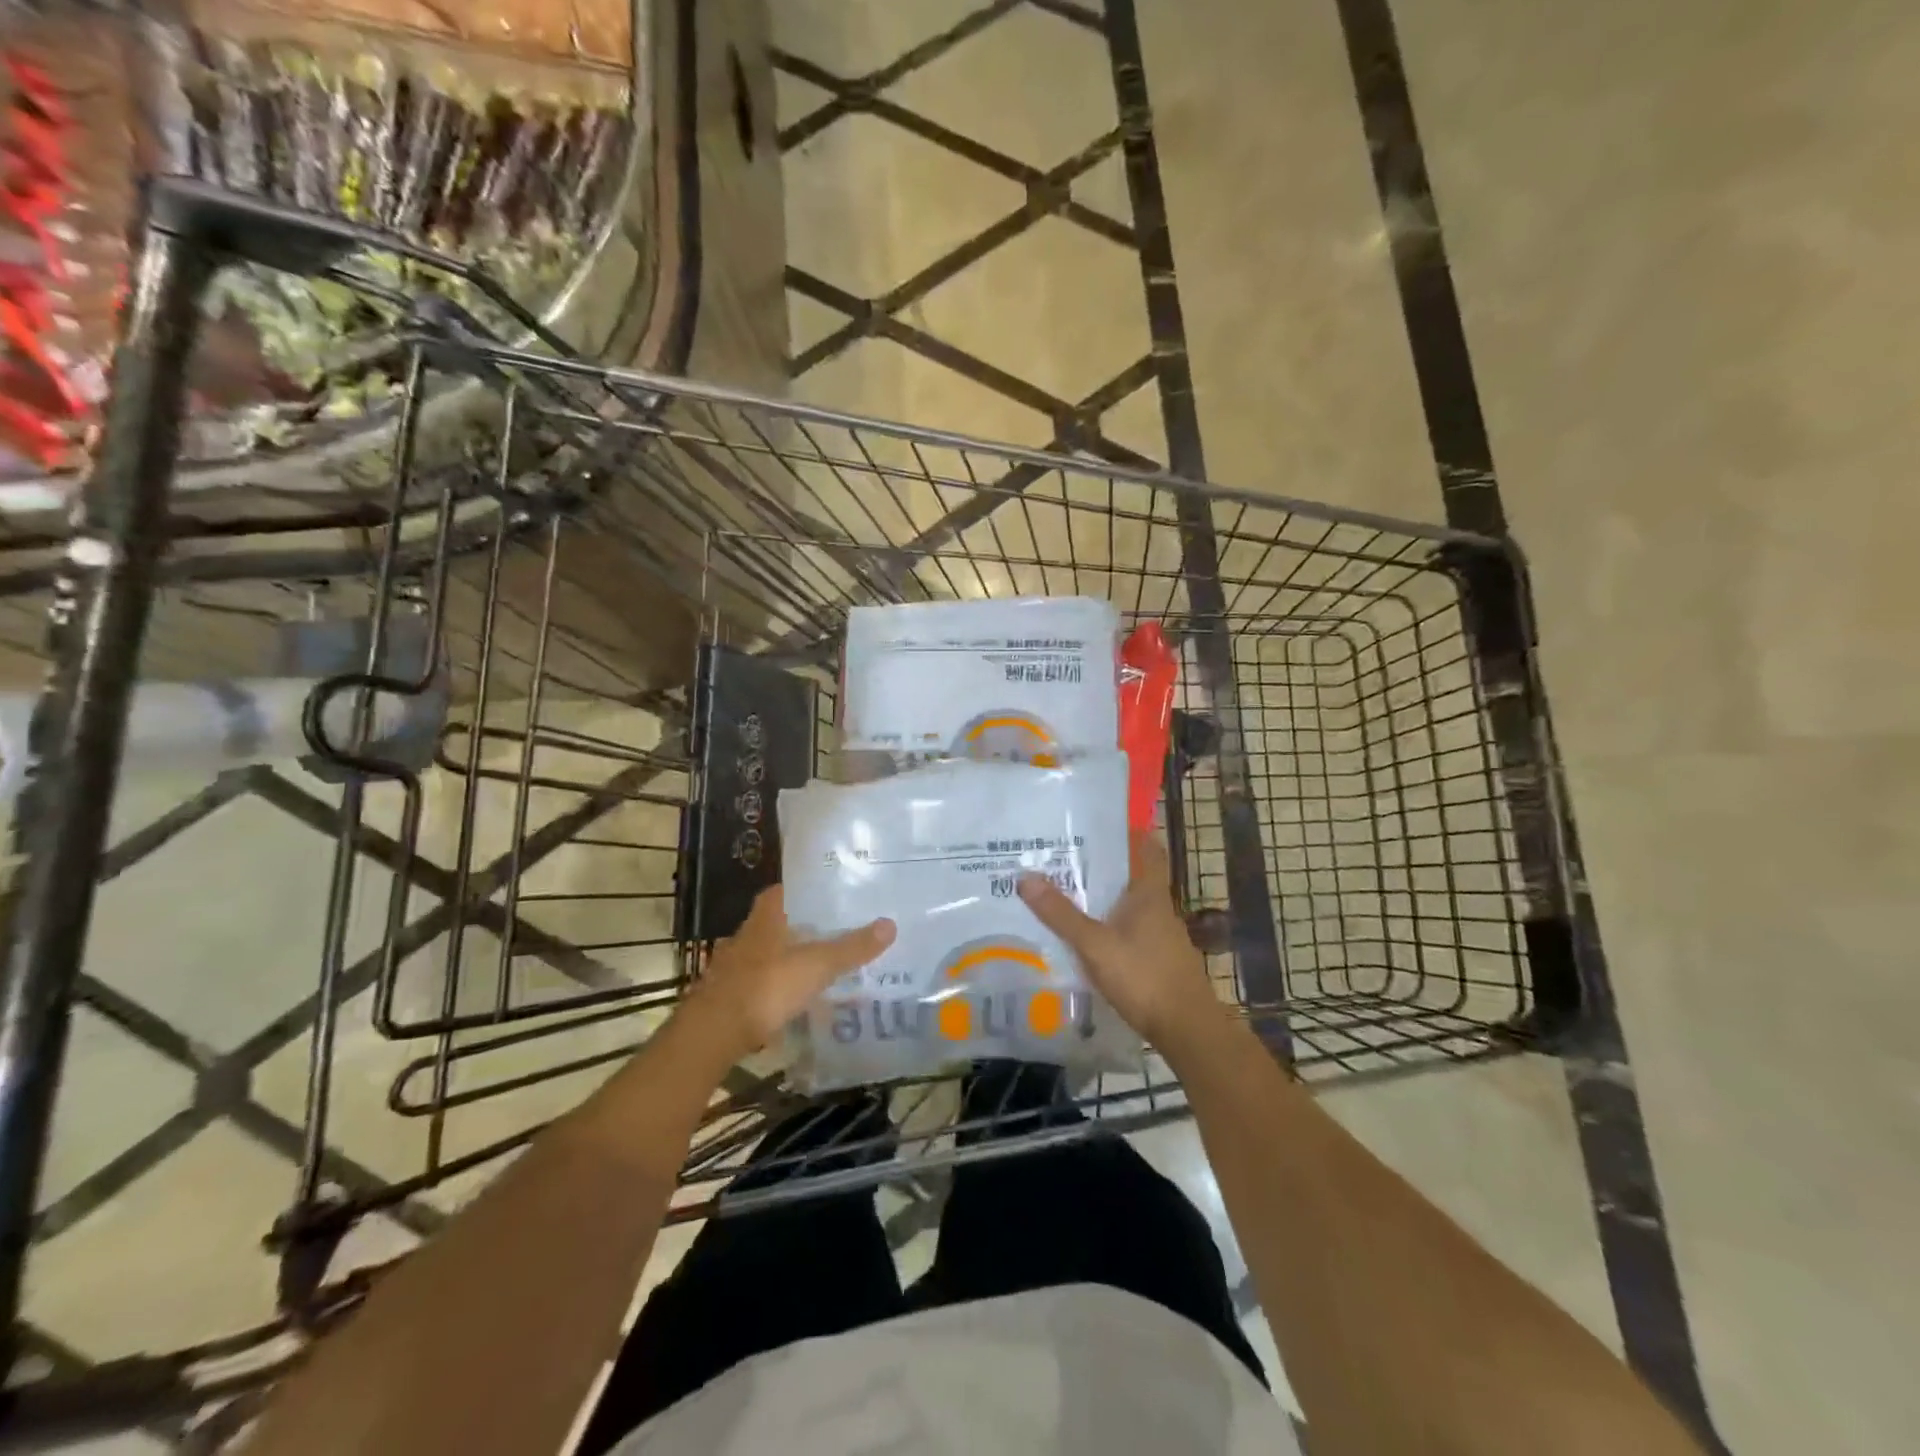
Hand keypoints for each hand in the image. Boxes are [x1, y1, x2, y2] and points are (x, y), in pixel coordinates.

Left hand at [685, 887, 894, 1056]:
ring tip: (821, 966)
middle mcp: (747, 934)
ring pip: (768, 953)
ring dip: (789, 958)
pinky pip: (760, 983)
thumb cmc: (766, 986)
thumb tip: (891, 924)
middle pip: (778, 922)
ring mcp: (733, 965)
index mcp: (767, 916)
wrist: (713, 1033)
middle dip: (803, 927)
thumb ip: (852, 947)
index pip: (784, 890)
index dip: (806, 891)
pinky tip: (796, 998)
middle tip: (836, 931)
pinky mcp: (728, 995)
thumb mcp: (818, 965)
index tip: (832, 895)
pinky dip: (777, 987)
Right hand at [1018, 833, 1226, 1054]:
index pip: (1147, 848)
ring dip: (1104, 897)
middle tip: (1063, 854)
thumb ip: (1061, 914)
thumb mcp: (1095, 944)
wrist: (1187, 1030)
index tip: (1099, 820)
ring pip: (1129, 904)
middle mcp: (1159, 907)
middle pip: (1132, 875)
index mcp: (1150, 893)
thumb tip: (1025, 876)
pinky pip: (1129, 930)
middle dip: (1102, 865)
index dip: (1129, 830)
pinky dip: (1109, 924)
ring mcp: (1162, 935)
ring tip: (1066, 890)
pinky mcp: (1158, 959)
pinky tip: (1086, 935)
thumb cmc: (1144, 977)